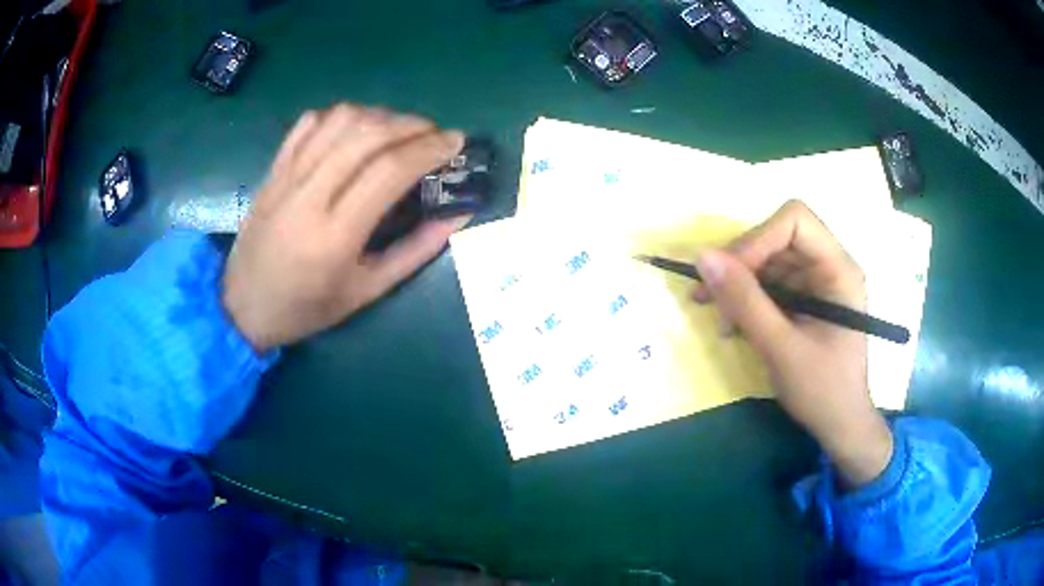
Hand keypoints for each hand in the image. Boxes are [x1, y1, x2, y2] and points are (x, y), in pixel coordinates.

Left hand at [222, 104, 469, 351]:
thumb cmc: (306, 308)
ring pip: (340, 120)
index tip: (456, 142)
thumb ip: (415, 251)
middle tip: (435, 134)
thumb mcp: (367, 292)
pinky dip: (342, 116)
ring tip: (400, 132)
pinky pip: (310, 122)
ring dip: (381, 115)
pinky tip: (356, 131)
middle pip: (367, 134)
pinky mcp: (274, 168)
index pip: (389, 170)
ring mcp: (286, 176)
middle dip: (412, 125)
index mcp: (334, 235)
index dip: (429, 148)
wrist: (241, 306)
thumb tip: (458, 215)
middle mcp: (308, 195)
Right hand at [692, 201, 892, 487]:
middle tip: (709, 300)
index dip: (758, 239)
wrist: (839, 426)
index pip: (795, 221)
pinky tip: (733, 325)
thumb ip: (745, 301)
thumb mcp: (781, 348)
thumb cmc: (823, 390)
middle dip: (741, 266)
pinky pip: (767, 284)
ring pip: (767, 261)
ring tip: (721, 320)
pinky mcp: (802, 300)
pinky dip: (746, 301)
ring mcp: (815, 283)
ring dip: (738, 286)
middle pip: (776, 239)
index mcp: (837, 268)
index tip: (729, 275)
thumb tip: (702, 257)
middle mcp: (827, 266)